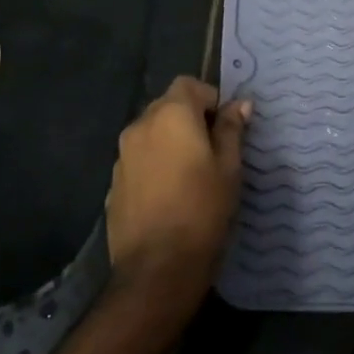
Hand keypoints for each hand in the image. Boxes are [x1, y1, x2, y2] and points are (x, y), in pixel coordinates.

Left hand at [107, 76, 250, 293]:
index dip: (210, 99)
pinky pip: (139, 160)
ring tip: (192, 175)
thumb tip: (240, 104)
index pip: (189, 84)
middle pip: (168, 106)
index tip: (226, 127)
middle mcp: (140, 125)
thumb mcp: (229, 168)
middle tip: (213, 151)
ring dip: (171, 142)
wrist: (157, 269)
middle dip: (190, 119)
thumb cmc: (203, 210)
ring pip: (152, 133)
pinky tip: (170, 195)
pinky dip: (155, 165)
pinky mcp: (113, 182)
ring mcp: (122, 155)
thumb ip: (231, 130)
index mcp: (171, 115)